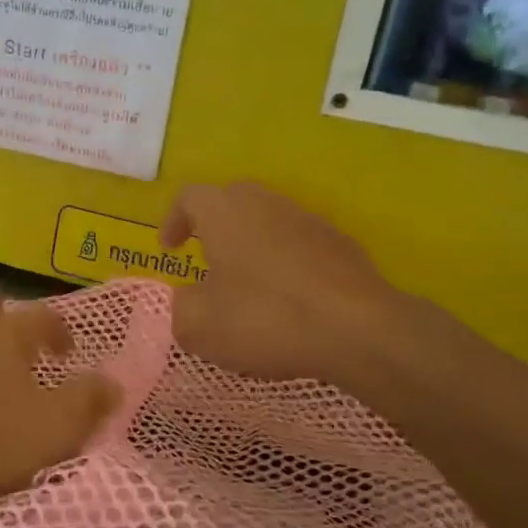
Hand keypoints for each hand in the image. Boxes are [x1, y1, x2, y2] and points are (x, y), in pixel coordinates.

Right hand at [160, 182, 416, 386]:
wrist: (358, 330)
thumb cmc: (265, 318)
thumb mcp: (199, 326)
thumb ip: (180, 307)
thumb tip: (187, 299)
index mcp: (224, 212)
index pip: (189, 197)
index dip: (173, 220)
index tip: (169, 248)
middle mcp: (265, 203)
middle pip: (230, 201)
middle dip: (212, 226)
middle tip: (204, 259)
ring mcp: (307, 220)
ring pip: (267, 220)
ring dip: (250, 244)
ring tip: (245, 283)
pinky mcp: (340, 243)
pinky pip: (298, 243)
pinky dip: (284, 261)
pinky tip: (287, 298)